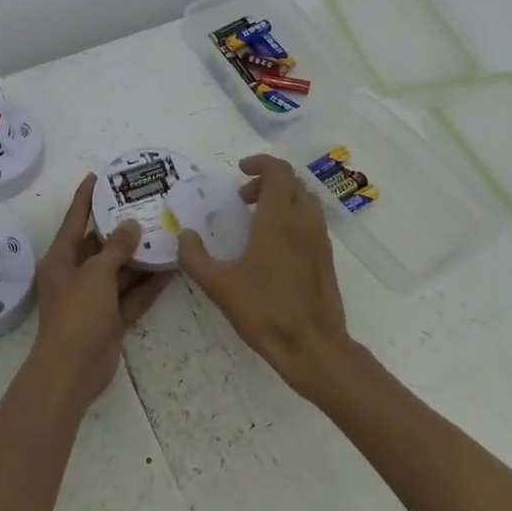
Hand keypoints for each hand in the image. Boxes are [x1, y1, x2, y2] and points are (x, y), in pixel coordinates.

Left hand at [26, 174, 172, 416]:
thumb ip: (115, 248)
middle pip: (101, 245)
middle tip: (146, 206)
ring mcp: (94, 299)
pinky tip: (172, 270)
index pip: (74, 220)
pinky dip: (148, 285)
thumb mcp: (96, 274)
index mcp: (61, 259)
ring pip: (120, 271)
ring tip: (167, 234)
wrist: (72, 372)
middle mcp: (76, 275)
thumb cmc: (77, 314)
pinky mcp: (111, 319)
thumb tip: (130, 225)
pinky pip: (131, 295)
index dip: (85, 198)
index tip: (98, 176)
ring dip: (140, 257)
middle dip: (122, 229)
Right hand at [176, 154, 354, 399]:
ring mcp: (320, 239)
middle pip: (291, 182)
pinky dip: (292, 217)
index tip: (240, 170)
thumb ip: (195, 257)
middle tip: (243, 199)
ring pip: (304, 201)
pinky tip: (274, 246)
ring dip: (281, 198)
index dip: (259, 163)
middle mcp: (304, 221)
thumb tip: (185, 235)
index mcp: (279, 219)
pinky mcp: (326, 258)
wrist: (313, 347)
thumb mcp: (218, 285)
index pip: (278, 171)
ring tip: (257, 221)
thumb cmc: (265, 311)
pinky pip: (311, 221)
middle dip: (266, 181)